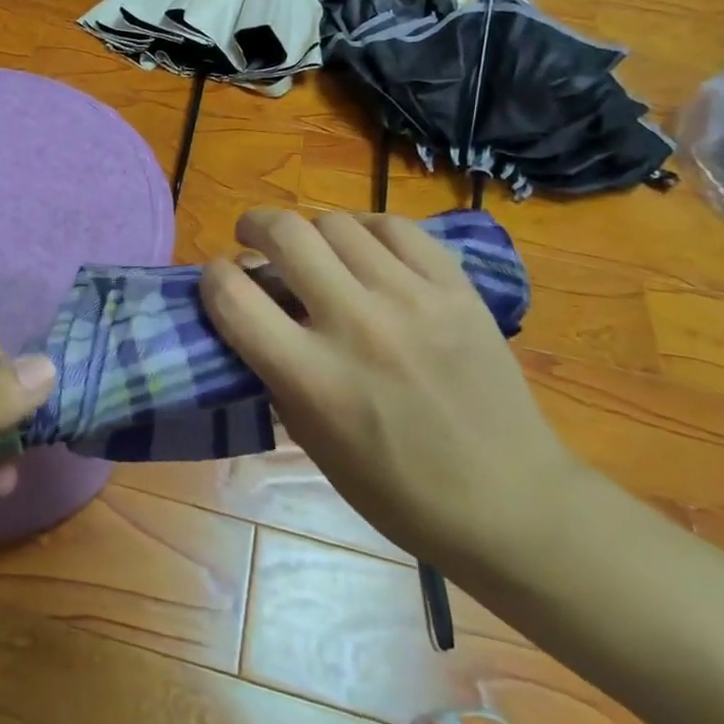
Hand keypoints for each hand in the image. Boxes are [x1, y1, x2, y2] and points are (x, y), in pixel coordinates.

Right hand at [201, 209, 584, 574]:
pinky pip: (394, 227)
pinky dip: (366, 231)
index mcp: (313, 379)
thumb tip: (255, 307)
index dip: (212, 276)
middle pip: (284, 234)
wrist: (510, 501)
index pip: (232, 297)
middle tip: (254, 240)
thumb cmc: (397, 490)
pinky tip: (365, 250)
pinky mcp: (455, 287)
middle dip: (255, 227)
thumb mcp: (313, 441)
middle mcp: (357, 326)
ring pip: (337, 222)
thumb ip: (275, 369)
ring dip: (311, 232)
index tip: (220, 279)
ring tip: (316, 251)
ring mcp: (412, 299)